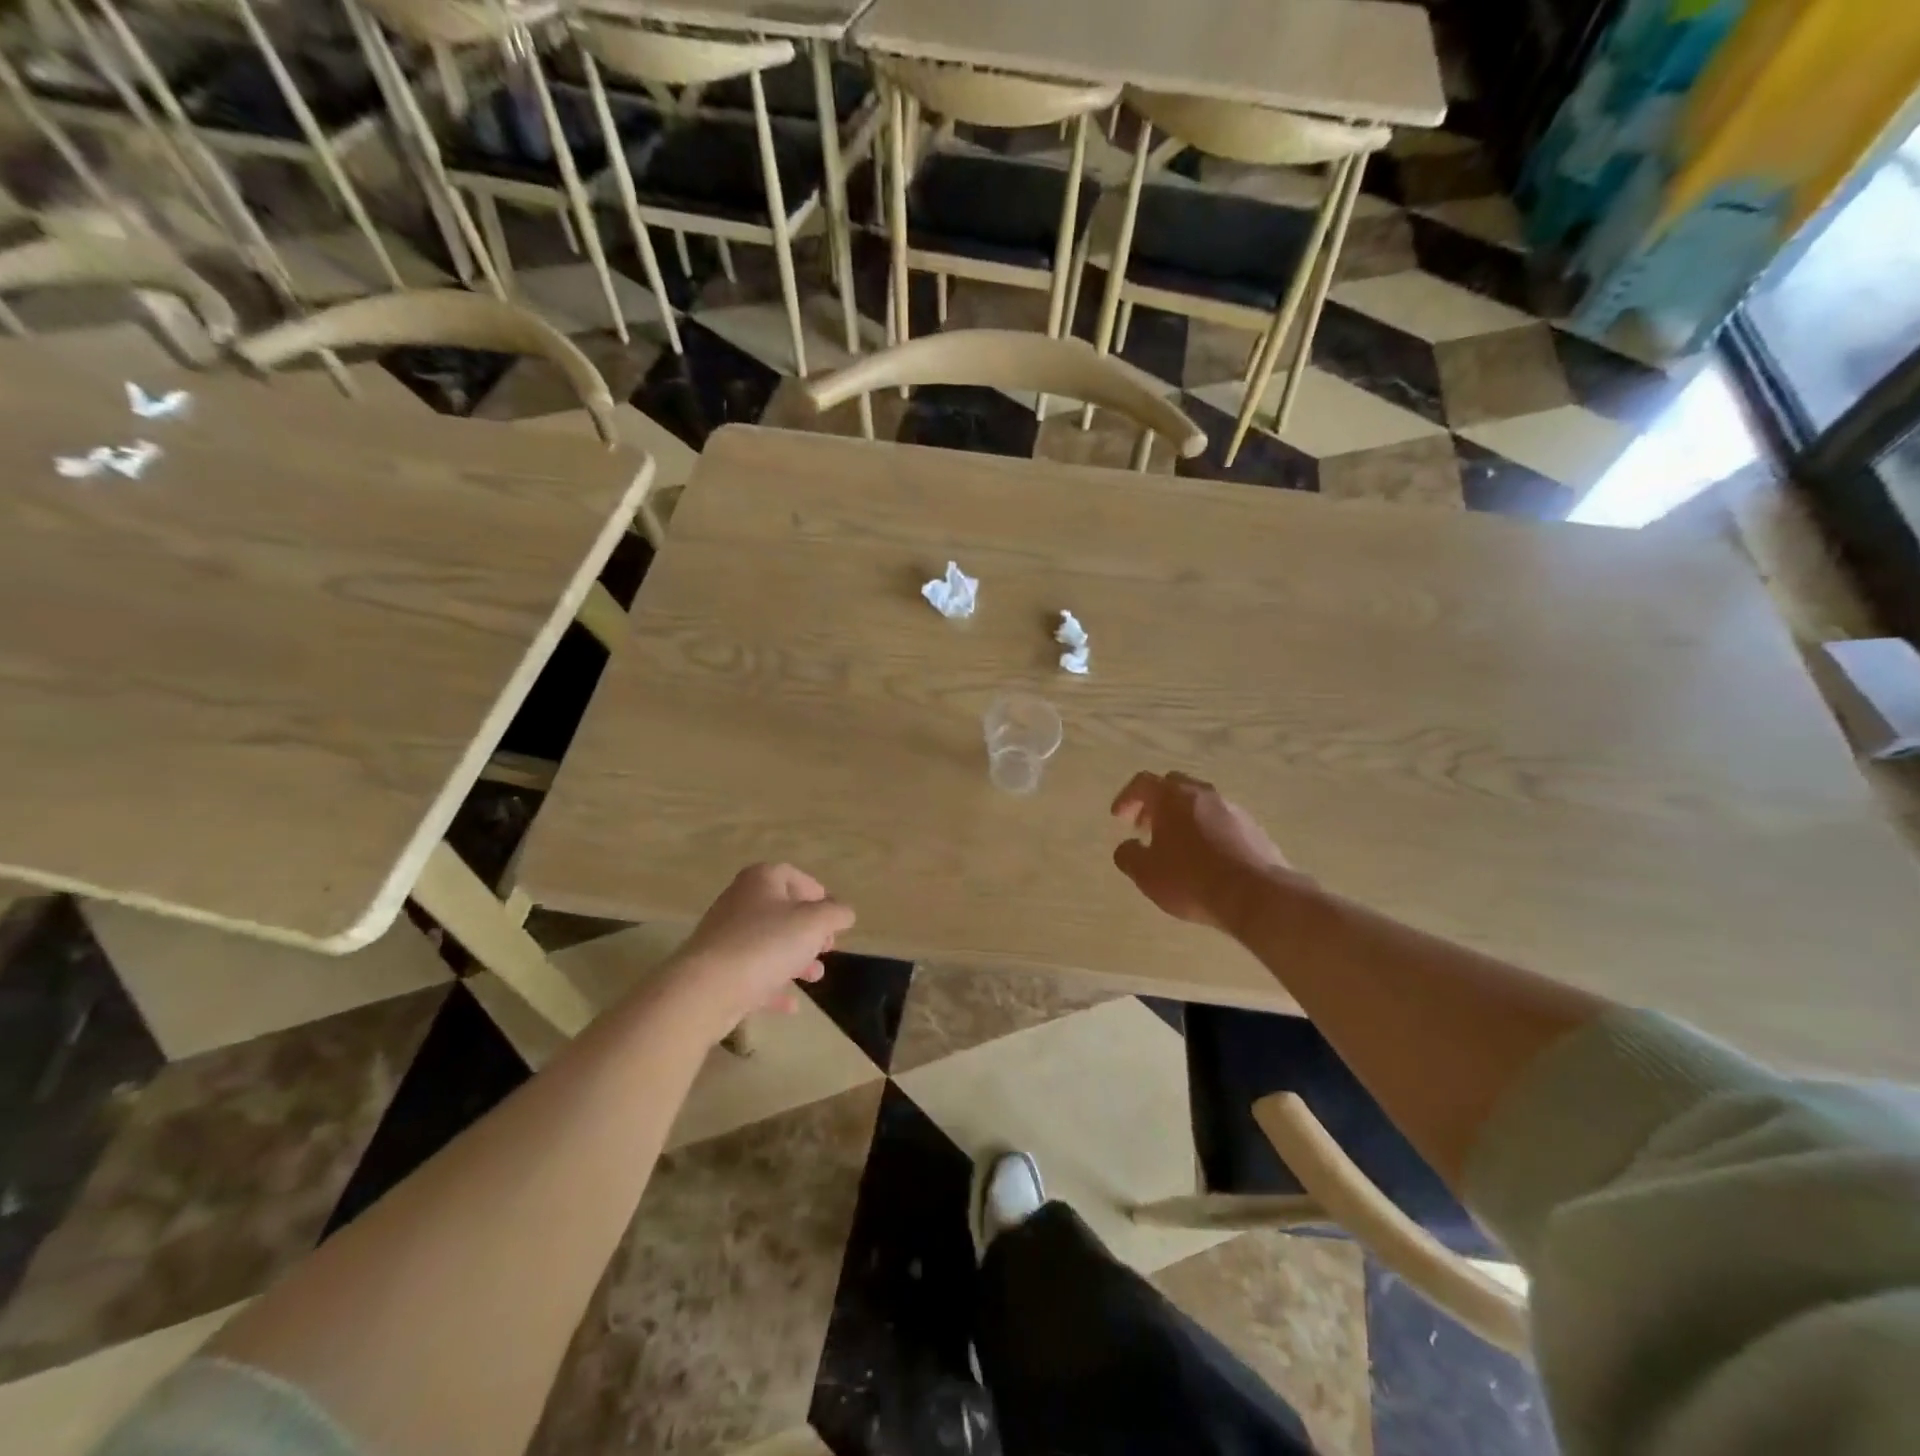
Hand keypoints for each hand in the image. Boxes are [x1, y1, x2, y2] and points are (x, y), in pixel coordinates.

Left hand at [661, 864, 855, 1041]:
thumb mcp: (814, 923)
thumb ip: (836, 914)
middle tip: (826, 948)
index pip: (795, 876)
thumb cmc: (766, 944)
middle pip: (782, 911)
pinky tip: (791, 1005)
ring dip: (795, 959)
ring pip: (768, 943)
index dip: (818, 895)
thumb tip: (844, 912)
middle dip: (809, 931)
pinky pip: (752, 973)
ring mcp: (725, 936)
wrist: (706, 989)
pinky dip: (773, 985)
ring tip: (815, 977)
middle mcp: (740, 901)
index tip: (834, 918)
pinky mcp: (717, 969)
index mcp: (762, 880)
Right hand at [1111, 771, 1294, 932]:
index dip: (1127, 797)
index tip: (1118, 817)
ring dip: (1184, 818)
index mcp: (1172, 797)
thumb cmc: (1190, 879)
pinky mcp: (1254, 828)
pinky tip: (1207, 859)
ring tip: (1177, 846)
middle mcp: (1203, 794)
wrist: (1255, 895)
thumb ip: (1128, 856)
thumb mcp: (1146, 873)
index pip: (1142, 783)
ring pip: (1201, 803)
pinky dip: (1208, 831)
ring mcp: (1233, 809)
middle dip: (1156, 804)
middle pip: (1174, 786)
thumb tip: (1127, 847)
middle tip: (1146, 827)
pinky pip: (1223, 822)